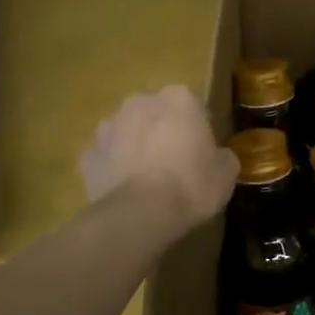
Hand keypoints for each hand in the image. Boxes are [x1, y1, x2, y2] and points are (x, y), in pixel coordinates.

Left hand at [81, 86, 237, 238]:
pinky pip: (107, 157)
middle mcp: (140, 103)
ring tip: (147, 178)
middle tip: (174, 162)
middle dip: (162, 130)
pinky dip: (114, 168)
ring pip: (126, 132)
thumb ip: (222, 157)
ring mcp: (108, 127)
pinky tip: (126, 190)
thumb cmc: (191, 186)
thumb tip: (218, 157)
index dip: (196, 127)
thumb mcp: (226, 174)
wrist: (140, 214)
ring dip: (135, 146)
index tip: (201, 150)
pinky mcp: (88, 154)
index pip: (191, 104)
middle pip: (154, 113)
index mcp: (178, 100)